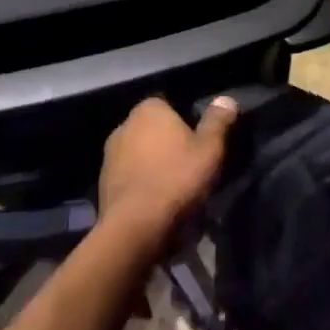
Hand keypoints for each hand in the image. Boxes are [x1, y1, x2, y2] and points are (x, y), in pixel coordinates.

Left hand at [97, 96, 237, 252]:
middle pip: (153, 130)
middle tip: (189, 165)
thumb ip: (218, 121)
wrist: (134, 229)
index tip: (199, 142)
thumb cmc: (176, 180)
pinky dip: (141, 185)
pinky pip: (129, 177)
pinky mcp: (102, 185)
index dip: (186, 122)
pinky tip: (155, 203)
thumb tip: (226, 99)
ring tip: (174, 188)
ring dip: (153, 165)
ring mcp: (109, 156)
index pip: (170, 105)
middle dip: (168, 143)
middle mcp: (124, 125)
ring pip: (140, 154)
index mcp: (148, 109)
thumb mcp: (209, 149)